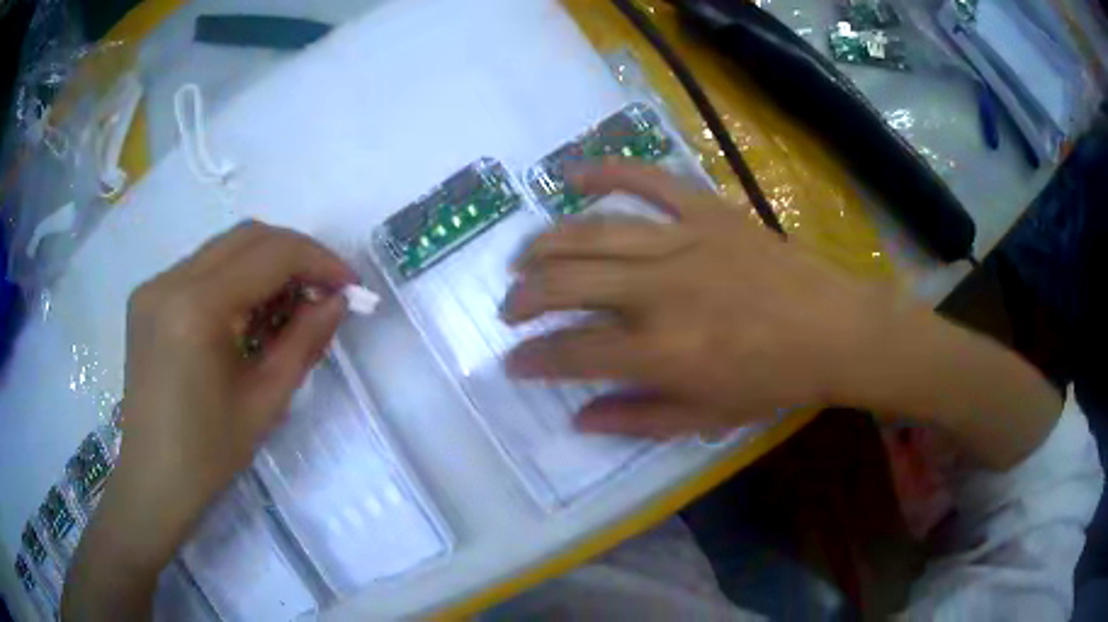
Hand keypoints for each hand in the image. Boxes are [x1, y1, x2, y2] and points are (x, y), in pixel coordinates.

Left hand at [65, 222, 354, 620]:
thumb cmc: (209, 454)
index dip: (318, 261)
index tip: (350, 286)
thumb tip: (337, 301)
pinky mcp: (147, 297)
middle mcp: (170, 280)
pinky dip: (235, 279)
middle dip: (295, 255)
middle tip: (324, 291)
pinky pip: (201, 268)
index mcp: (196, 308)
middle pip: (247, 237)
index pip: (270, 255)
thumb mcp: (266, 401)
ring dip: (265, 265)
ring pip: (224, 249)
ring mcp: (153, 285)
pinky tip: (246, 315)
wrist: (153, 479)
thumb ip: (305, 341)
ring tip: (288, 306)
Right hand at [502, 161, 900, 438]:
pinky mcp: (706, 212)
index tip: (513, 362)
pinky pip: (648, 180)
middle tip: (510, 309)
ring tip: (523, 258)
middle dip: (524, 298)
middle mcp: (659, 292)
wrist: (834, 330)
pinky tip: (573, 174)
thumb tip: (578, 419)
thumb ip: (637, 419)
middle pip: (566, 284)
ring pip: (592, 232)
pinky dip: (608, 171)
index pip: (571, 352)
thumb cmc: (774, 381)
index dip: (532, 359)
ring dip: (545, 244)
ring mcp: (682, 243)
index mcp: (661, 352)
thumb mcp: (707, 418)